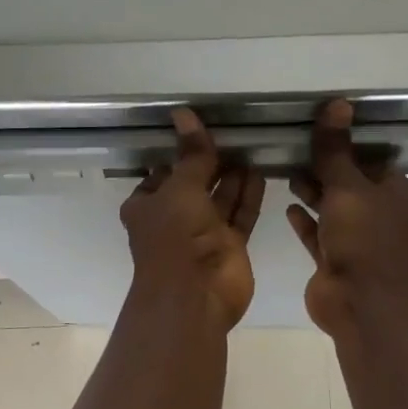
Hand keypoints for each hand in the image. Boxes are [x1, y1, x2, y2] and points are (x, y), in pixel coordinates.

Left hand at [120, 108, 264, 329]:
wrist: (194, 295)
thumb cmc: (175, 237)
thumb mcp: (180, 188)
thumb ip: (191, 154)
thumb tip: (184, 113)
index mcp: (146, 206)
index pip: (161, 173)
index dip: (177, 153)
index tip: (198, 129)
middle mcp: (173, 219)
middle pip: (193, 184)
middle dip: (210, 162)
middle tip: (234, 131)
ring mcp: (202, 234)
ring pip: (219, 198)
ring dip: (232, 176)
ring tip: (251, 145)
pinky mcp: (229, 246)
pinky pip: (240, 215)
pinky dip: (248, 195)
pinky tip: (261, 171)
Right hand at [286, 100, 407, 335]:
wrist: (361, 301)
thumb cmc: (363, 238)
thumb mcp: (348, 187)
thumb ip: (335, 151)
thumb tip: (337, 104)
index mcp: (394, 192)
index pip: (371, 160)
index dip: (347, 146)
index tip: (317, 132)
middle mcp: (379, 214)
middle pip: (350, 184)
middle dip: (325, 169)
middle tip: (293, 150)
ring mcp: (357, 240)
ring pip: (333, 210)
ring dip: (313, 193)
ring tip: (286, 174)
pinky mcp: (335, 260)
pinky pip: (319, 235)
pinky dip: (306, 221)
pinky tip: (288, 208)